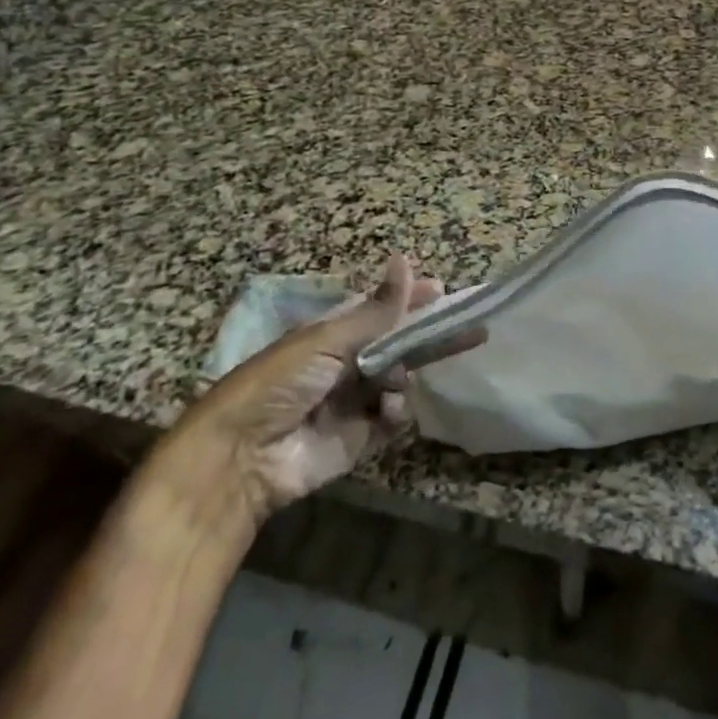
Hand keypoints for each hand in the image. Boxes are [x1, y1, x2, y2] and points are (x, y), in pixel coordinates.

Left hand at [160, 256, 482, 526]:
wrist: (242, 458)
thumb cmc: (280, 382)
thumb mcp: (328, 339)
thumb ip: (377, 309)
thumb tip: (406, 259)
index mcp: (334, 334)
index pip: (382, 311)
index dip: (412, 300)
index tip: (443, 291)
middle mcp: (348, 365)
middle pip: (401, 346)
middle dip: (433, 338)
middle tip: (474, 330)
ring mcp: (355, 403)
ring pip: (402, 382)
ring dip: (406, 379)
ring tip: (396, 384)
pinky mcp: (360, 440)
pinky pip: (394, 420)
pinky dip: (397, 414)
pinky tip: (388, 412)